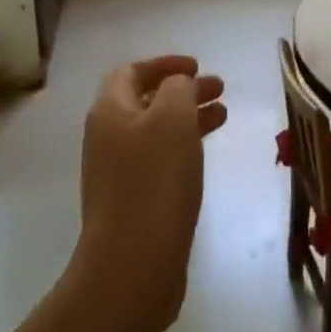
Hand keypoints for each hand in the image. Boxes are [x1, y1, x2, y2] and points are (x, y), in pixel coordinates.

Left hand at [73, 56, 226, 331]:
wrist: (131, 267)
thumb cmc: (154, 182)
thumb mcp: (172, 119)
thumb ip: (177, 88)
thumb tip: (177, 86)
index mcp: (109, 111)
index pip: (132, 71)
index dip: (165, 64)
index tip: (198, 67)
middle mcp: (107, 137)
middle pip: (146, 100)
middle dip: (183, 91)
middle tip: (220, 90)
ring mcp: (116, 173)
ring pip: (155, 131)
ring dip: (188, 118)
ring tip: (223, 116)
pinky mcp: (131, 203)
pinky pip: (159, 161)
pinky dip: (183, 148)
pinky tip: (204, 156)